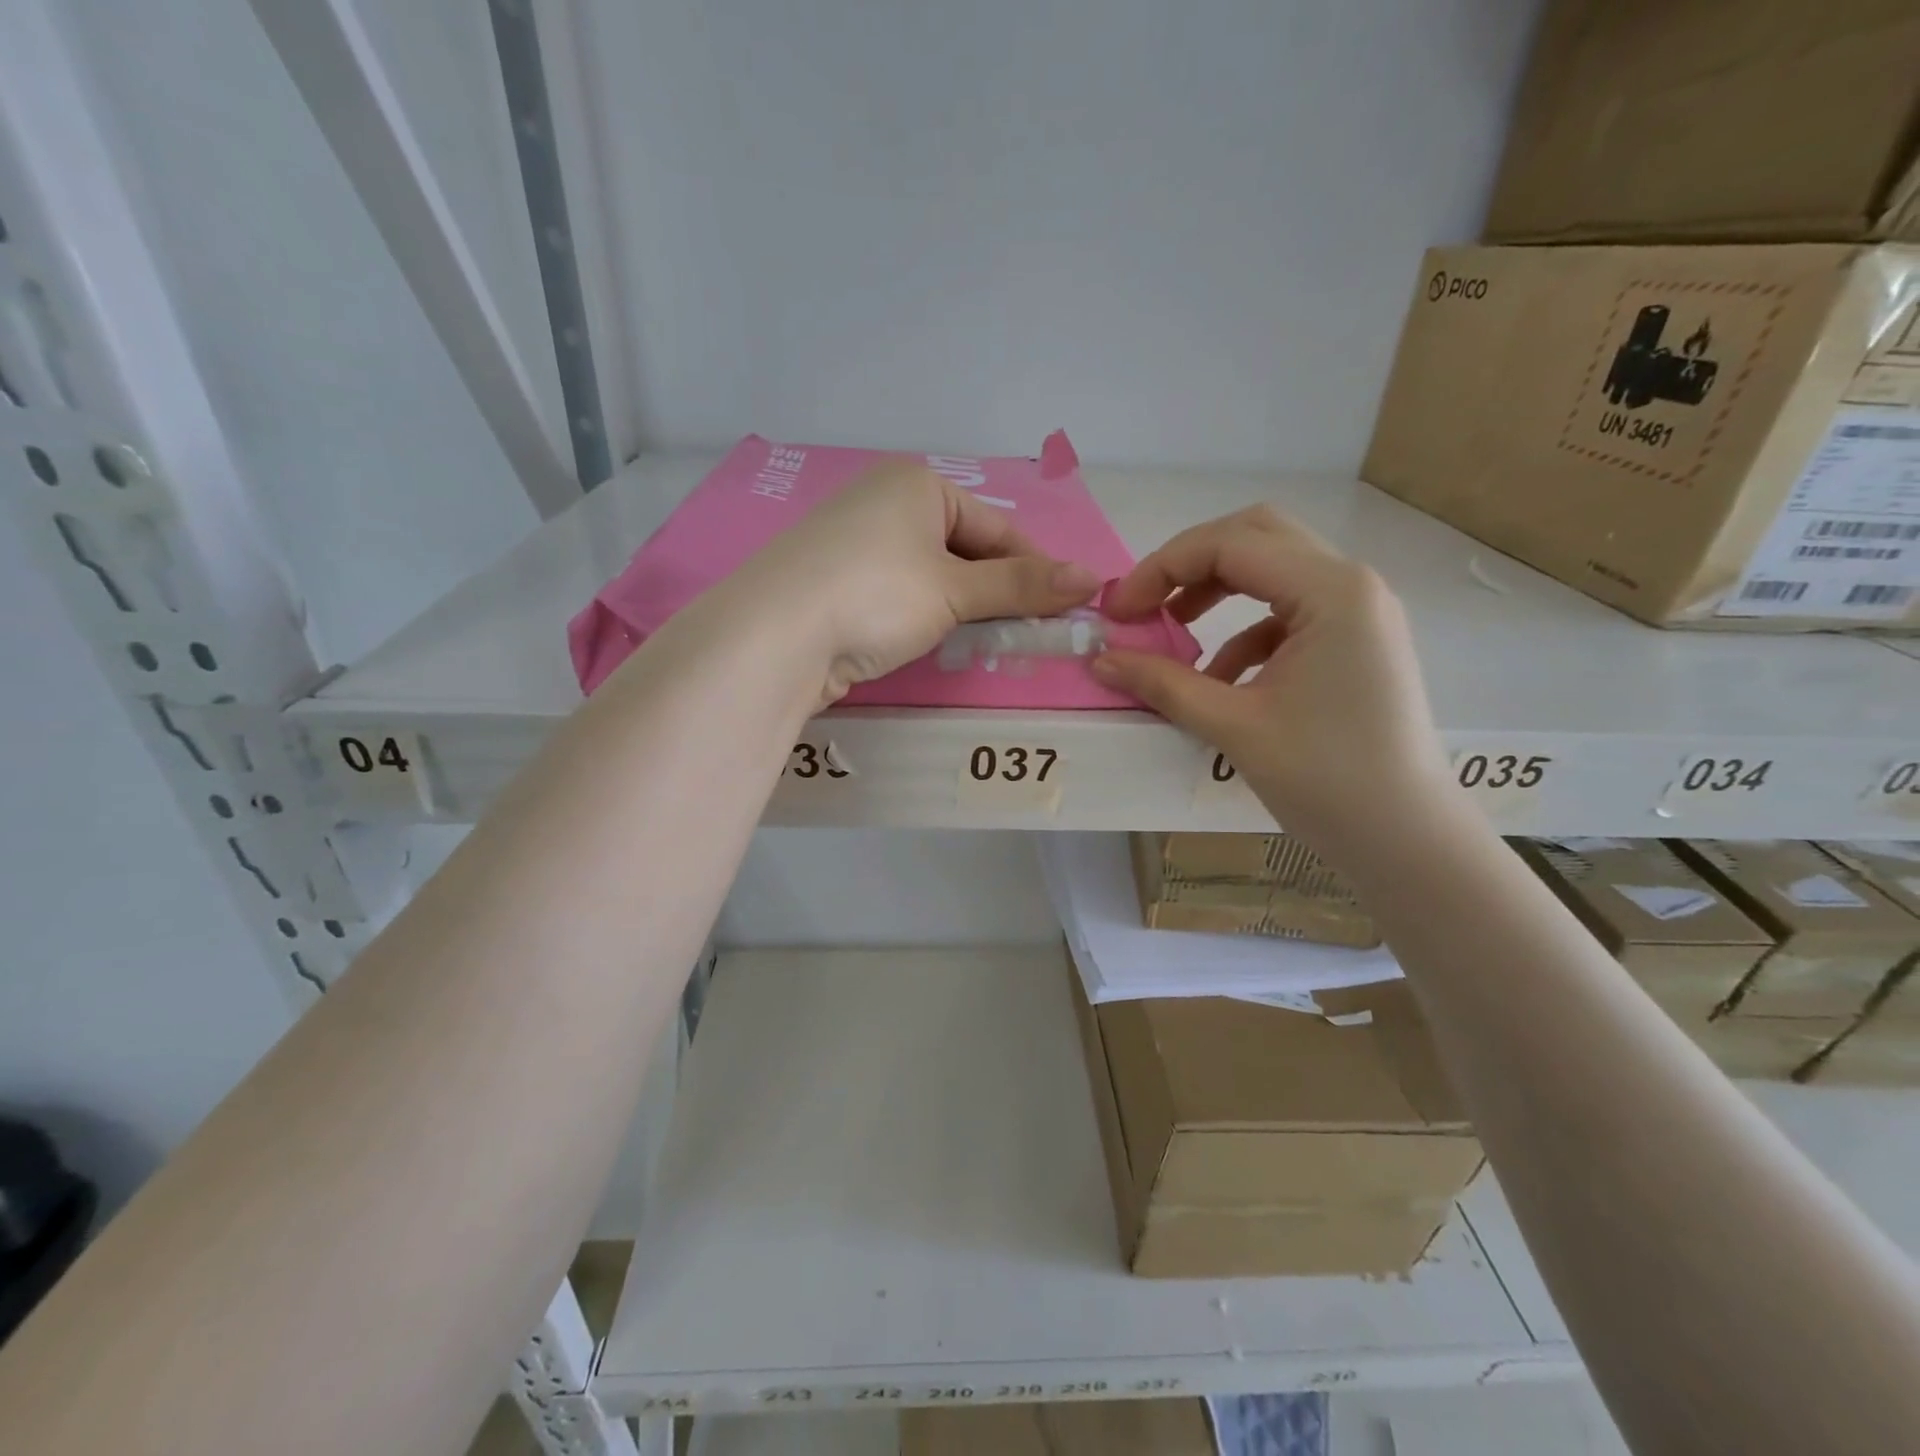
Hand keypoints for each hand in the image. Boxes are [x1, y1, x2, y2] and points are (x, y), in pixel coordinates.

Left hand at [735, 458, 1101, 703]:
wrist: (774, 636)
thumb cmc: (876, 594)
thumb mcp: (955, 590)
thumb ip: (1022, 587)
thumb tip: (1094, 579)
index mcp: (917, 485)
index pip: (997, 528)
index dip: (1035, 570)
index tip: (1064, 609)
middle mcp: (885, 502)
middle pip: (964, 550)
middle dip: (997, 593)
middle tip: (1027, 634)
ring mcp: (856, 543)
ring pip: (932, 576)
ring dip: (963, 609)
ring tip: (986, 643)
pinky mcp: (836, 583)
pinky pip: (900, 594)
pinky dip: (925, 618)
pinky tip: (935, 642)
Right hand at [1092, 507, 1450, 857]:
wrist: (1406, 840)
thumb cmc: (1326, 780)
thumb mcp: (1234, 727)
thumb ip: (1163, 684)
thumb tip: (1099, 660)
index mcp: (1331, 591)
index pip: (1229, 544)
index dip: (1161, 569)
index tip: (1118, 612)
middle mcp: (1351, 584)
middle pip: (1254, 537)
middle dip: (1188, 565)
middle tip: (1144, 606)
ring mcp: (1358, 611)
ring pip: (1272, 568)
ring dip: (1215, 591)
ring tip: (1172, 632)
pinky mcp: (1354, 640)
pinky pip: (1287, 611)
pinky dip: (1242, 630)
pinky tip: (1218, 677)